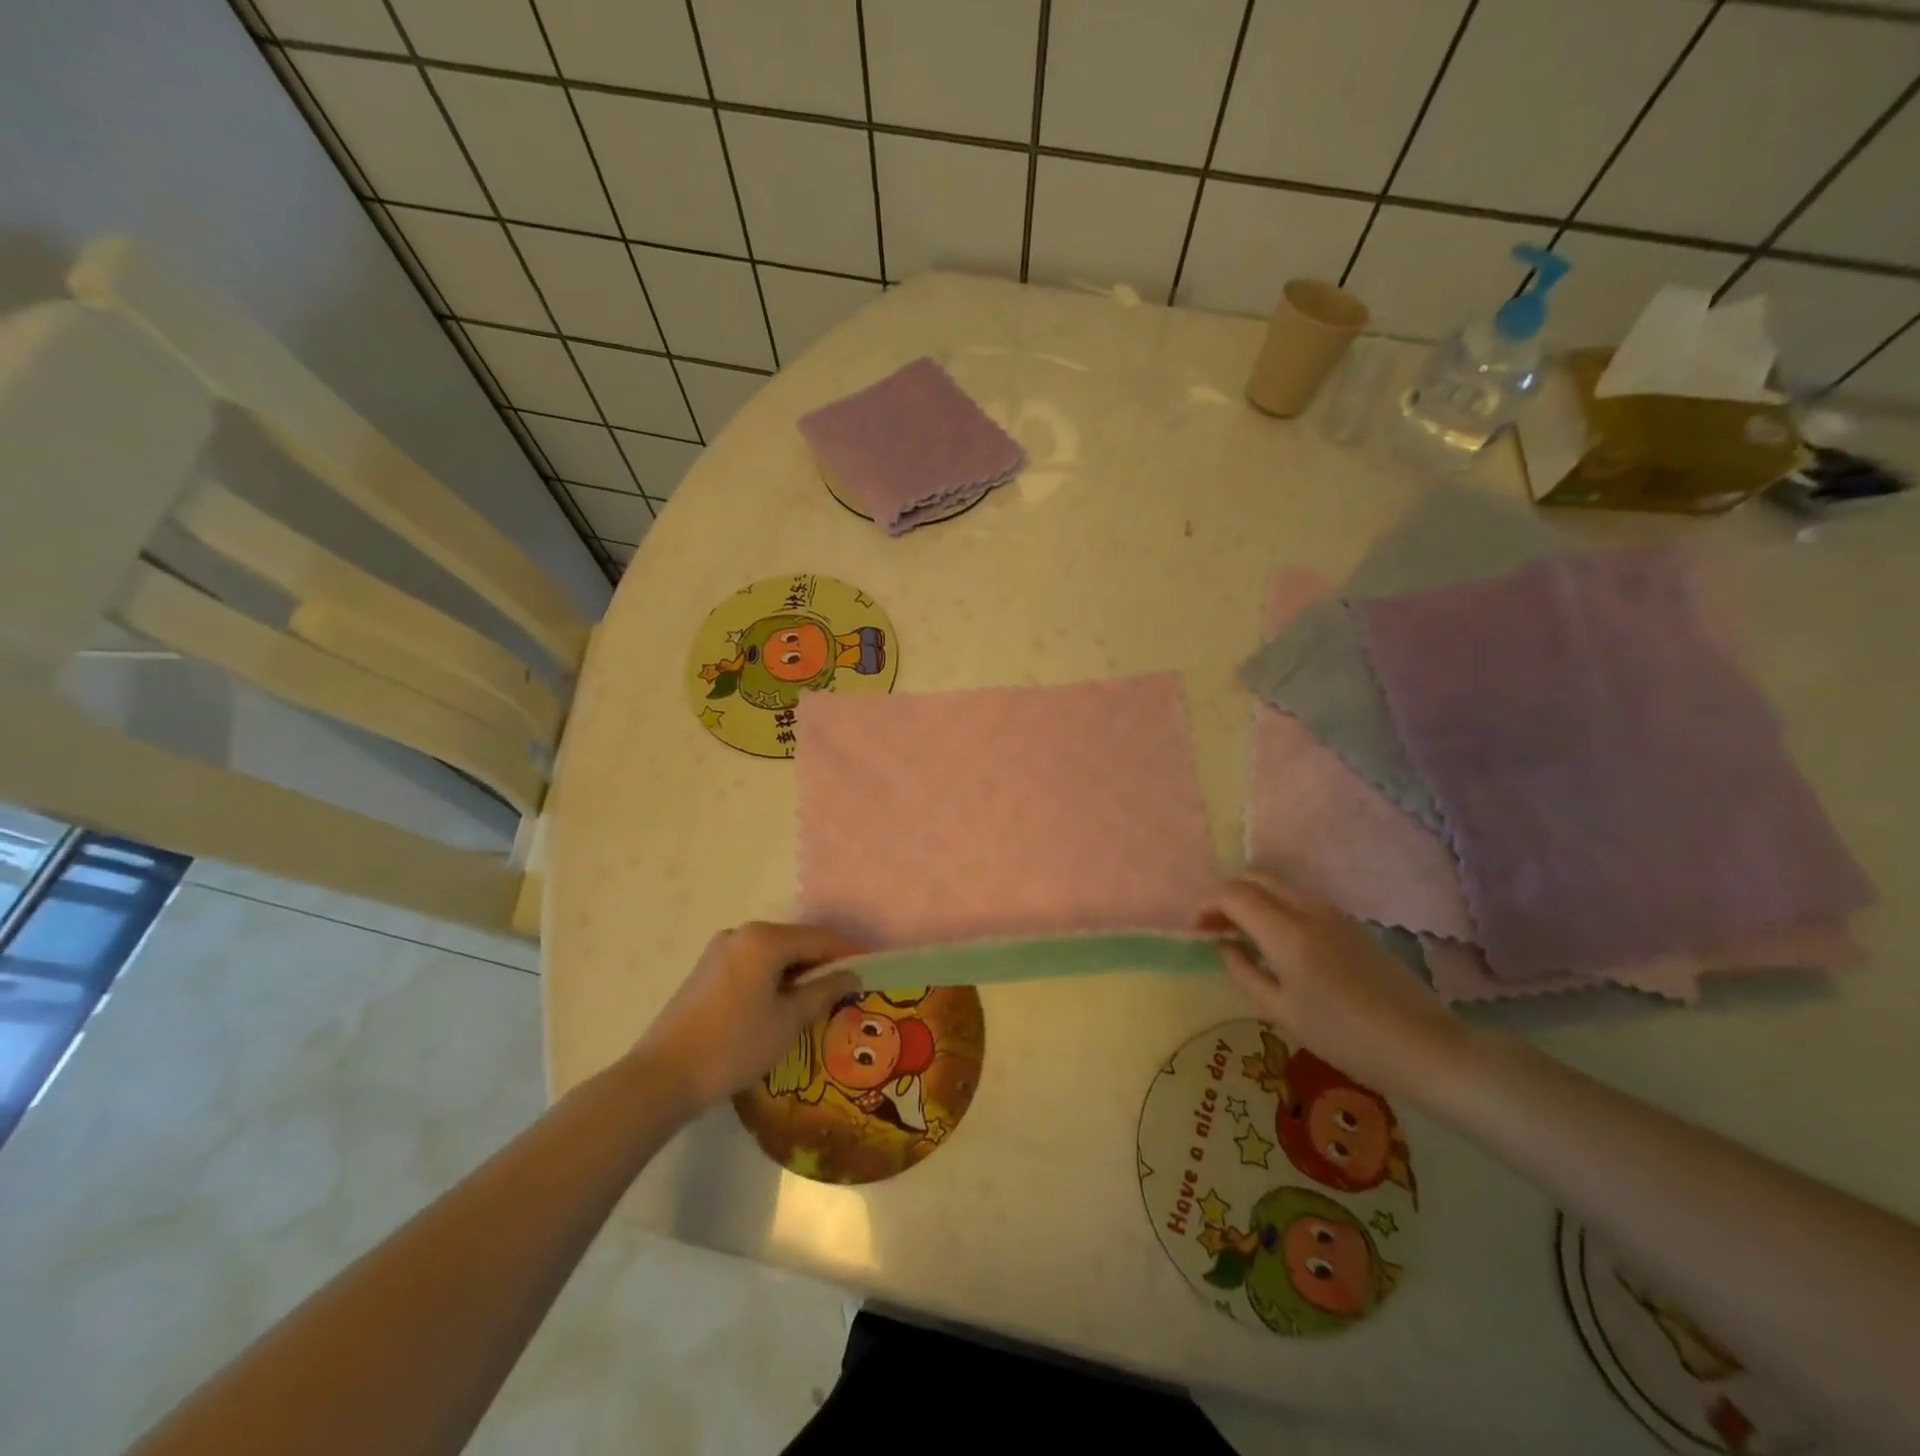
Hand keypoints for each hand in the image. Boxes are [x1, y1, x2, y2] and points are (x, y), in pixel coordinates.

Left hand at [634, 922, 864, 1111]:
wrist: (662, 1076)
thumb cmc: (734, 1045)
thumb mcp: (788, 1020)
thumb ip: (824, 991)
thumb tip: (852, 974)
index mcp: (764, 939)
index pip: (820, 939)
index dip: (848, 955)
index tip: (870, 973)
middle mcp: (742, 933)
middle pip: (796, 942)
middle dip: (822, 964)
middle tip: (845, 992)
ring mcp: (720, 950)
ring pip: (774, 955)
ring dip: (797, 973)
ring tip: (817, 1002)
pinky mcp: (707, 970)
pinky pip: (753, 964)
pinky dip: (773, 978)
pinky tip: (780, 1005)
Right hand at [1198, 870, 1465, 1099]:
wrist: (1425, 1047)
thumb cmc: (1347, 1039)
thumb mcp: (1283, 1014)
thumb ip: (1245, 973)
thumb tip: (1225, 946)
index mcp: (1288, 934)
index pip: (1234, 894)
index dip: (1206, 905)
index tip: (1196, 931)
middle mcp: (1309, 910)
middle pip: (1256, 876)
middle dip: (1226, 893)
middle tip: (1213, 925)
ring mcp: (1333, 912)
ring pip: (1279, 882)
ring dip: (1251, 896)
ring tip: (1239, 930)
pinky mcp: (1350, 922)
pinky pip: (1299, 896)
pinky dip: (1274, 903)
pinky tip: (1273, 937)